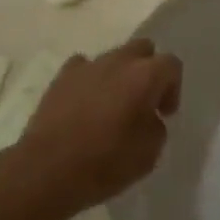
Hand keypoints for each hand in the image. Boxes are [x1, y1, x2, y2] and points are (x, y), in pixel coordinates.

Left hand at [11, 38, 179, 219]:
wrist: (46, 170)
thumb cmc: (104, 163)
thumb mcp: (148, 154)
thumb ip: (156, 126)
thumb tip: (149, 117)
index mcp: (145, 76)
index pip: (171, 64)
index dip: (173, 87)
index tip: (164, 114)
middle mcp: (118, 61)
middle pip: (143, 49)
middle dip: (148, 70)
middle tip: (144, 101)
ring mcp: (87, 65)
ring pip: (113, 57)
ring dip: (119, 75)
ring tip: (112, 106)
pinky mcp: (62, 76)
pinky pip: (85, 67)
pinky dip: (91, 80)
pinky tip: (86, 104)